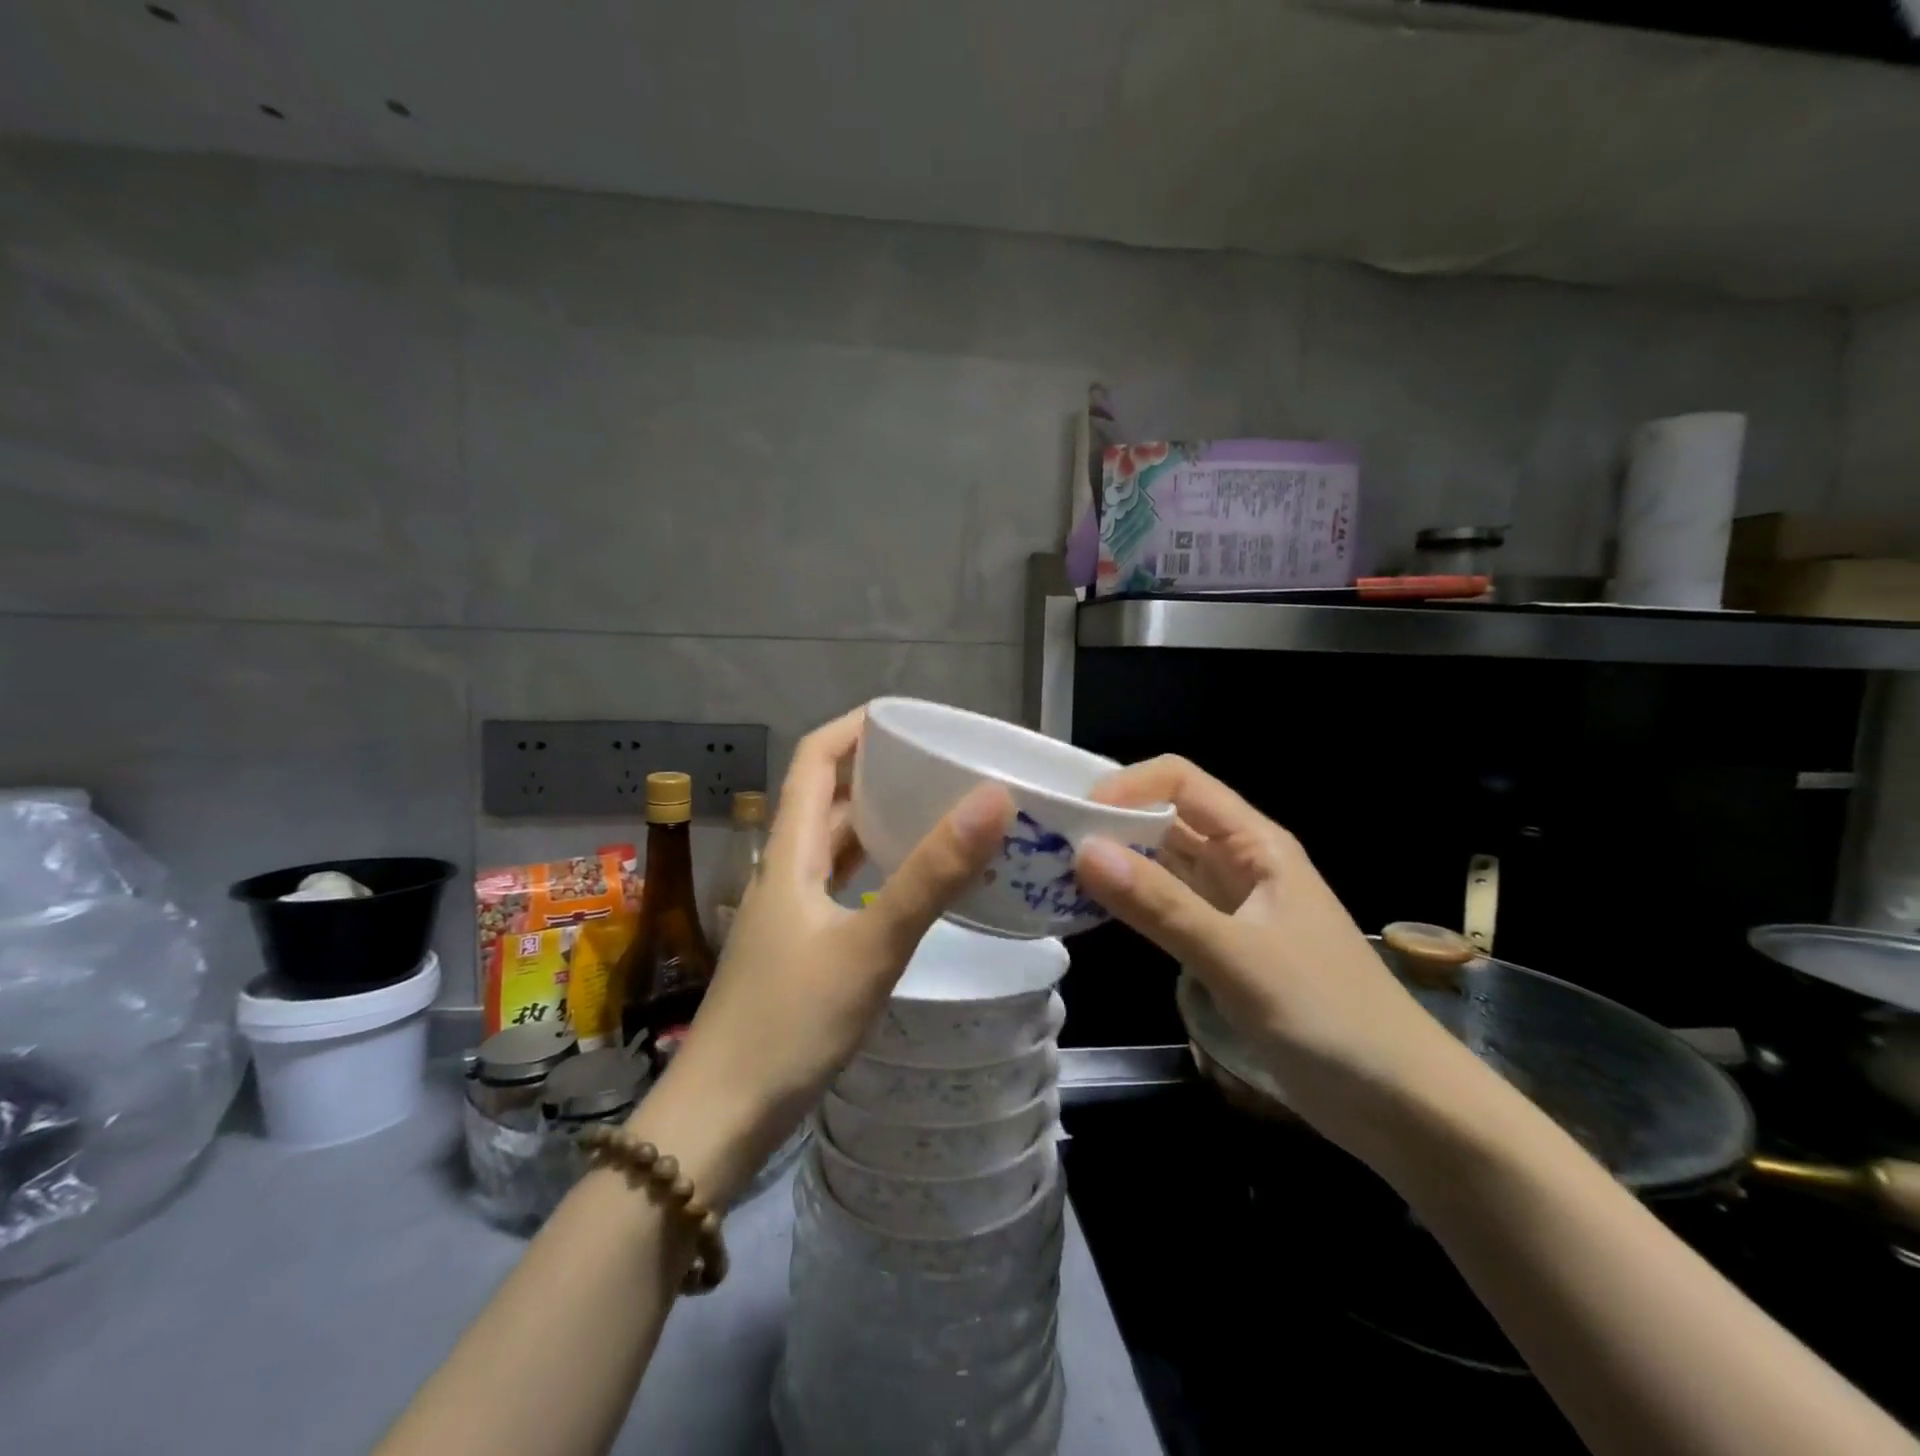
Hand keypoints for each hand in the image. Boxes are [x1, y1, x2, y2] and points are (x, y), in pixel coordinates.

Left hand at [631, 708, 1012, 1204]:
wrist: (721, 1119)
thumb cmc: (789, 1024)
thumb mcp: (870, 945)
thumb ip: (930, 875)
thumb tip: (991, 799)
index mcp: (789, 854)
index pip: (813, 760)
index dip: (853, 727)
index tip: (906, 716)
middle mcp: (784, 873)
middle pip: (824, 799)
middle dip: (875, 772)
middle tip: (937, 765)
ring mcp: (788, 915)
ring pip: (833, 848)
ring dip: (875, 822)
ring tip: (934, 812)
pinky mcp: (798, 952)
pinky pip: (840, 889)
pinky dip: (873, 871)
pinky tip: (907, 886)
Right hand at [1074, 755, 1476, 1156]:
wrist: (1403, 1105)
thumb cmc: (1331, 1018)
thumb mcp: (1239, 959)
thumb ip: (1161, 906)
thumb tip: (1083, 851)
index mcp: (1255, 844)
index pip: (1180, 782)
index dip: (1127, 787)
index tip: (1075, 818)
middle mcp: (1241, 863)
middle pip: (1165, 818)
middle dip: (1109, 823)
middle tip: (1045, 845)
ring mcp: (1232, 906)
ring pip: (1163, 863)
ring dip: (1116, 862)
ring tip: (1053, 875)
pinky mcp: (1225, 946)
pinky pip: (1167, 906)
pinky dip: (1131, 902)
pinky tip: (1093, 914)